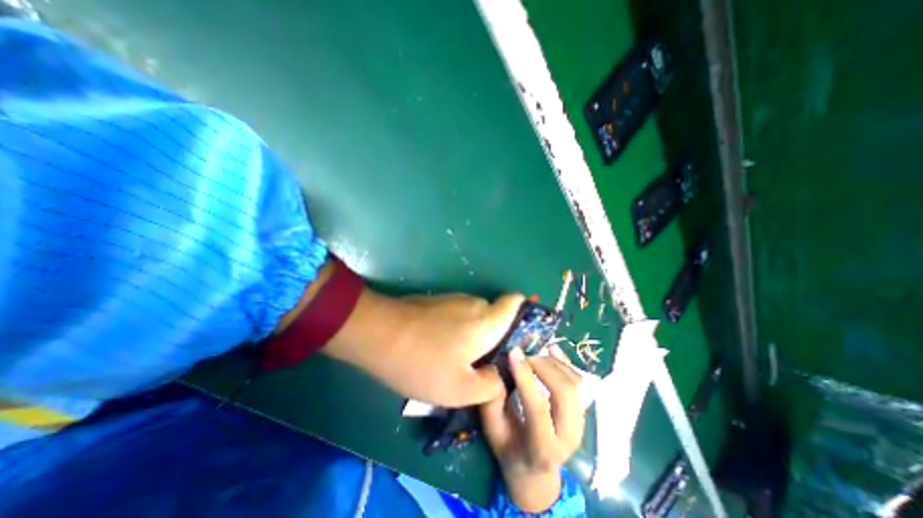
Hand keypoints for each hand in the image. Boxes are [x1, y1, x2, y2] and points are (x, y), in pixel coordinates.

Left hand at [321, 289, 522, 406]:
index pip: (516, 302)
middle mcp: (474, 303)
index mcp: (487, 320)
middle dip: (497, 338)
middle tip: (487, 365)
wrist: (378, 334)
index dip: (524, 315)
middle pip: (496, 315)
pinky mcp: (437, 303)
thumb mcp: (460, 389)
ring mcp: (453, 300)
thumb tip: (500, 378)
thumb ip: (490, 386)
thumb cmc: (423, 362)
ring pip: (476, 317)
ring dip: (475, 337)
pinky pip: (459, 316)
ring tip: (462, 362)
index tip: (519, 340)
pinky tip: (442, 351)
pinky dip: (459, 332)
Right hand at [481, 345, 585, 511]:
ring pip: (575, 384)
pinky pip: (578, 381)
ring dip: (554, 363)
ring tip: (533, 354)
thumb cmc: (509, 448)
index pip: (538, 408)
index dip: (525, 377)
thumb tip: (496, 368)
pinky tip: (551, 349)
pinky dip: (565, 362)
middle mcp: (568, 438)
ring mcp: (580, 424)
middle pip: (565, 392)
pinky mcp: (582, 412)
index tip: (513, 353)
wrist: (535, 469)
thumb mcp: (493, 430)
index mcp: (542, 448)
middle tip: (524, 356)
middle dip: (544, 366)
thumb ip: (492, 401)